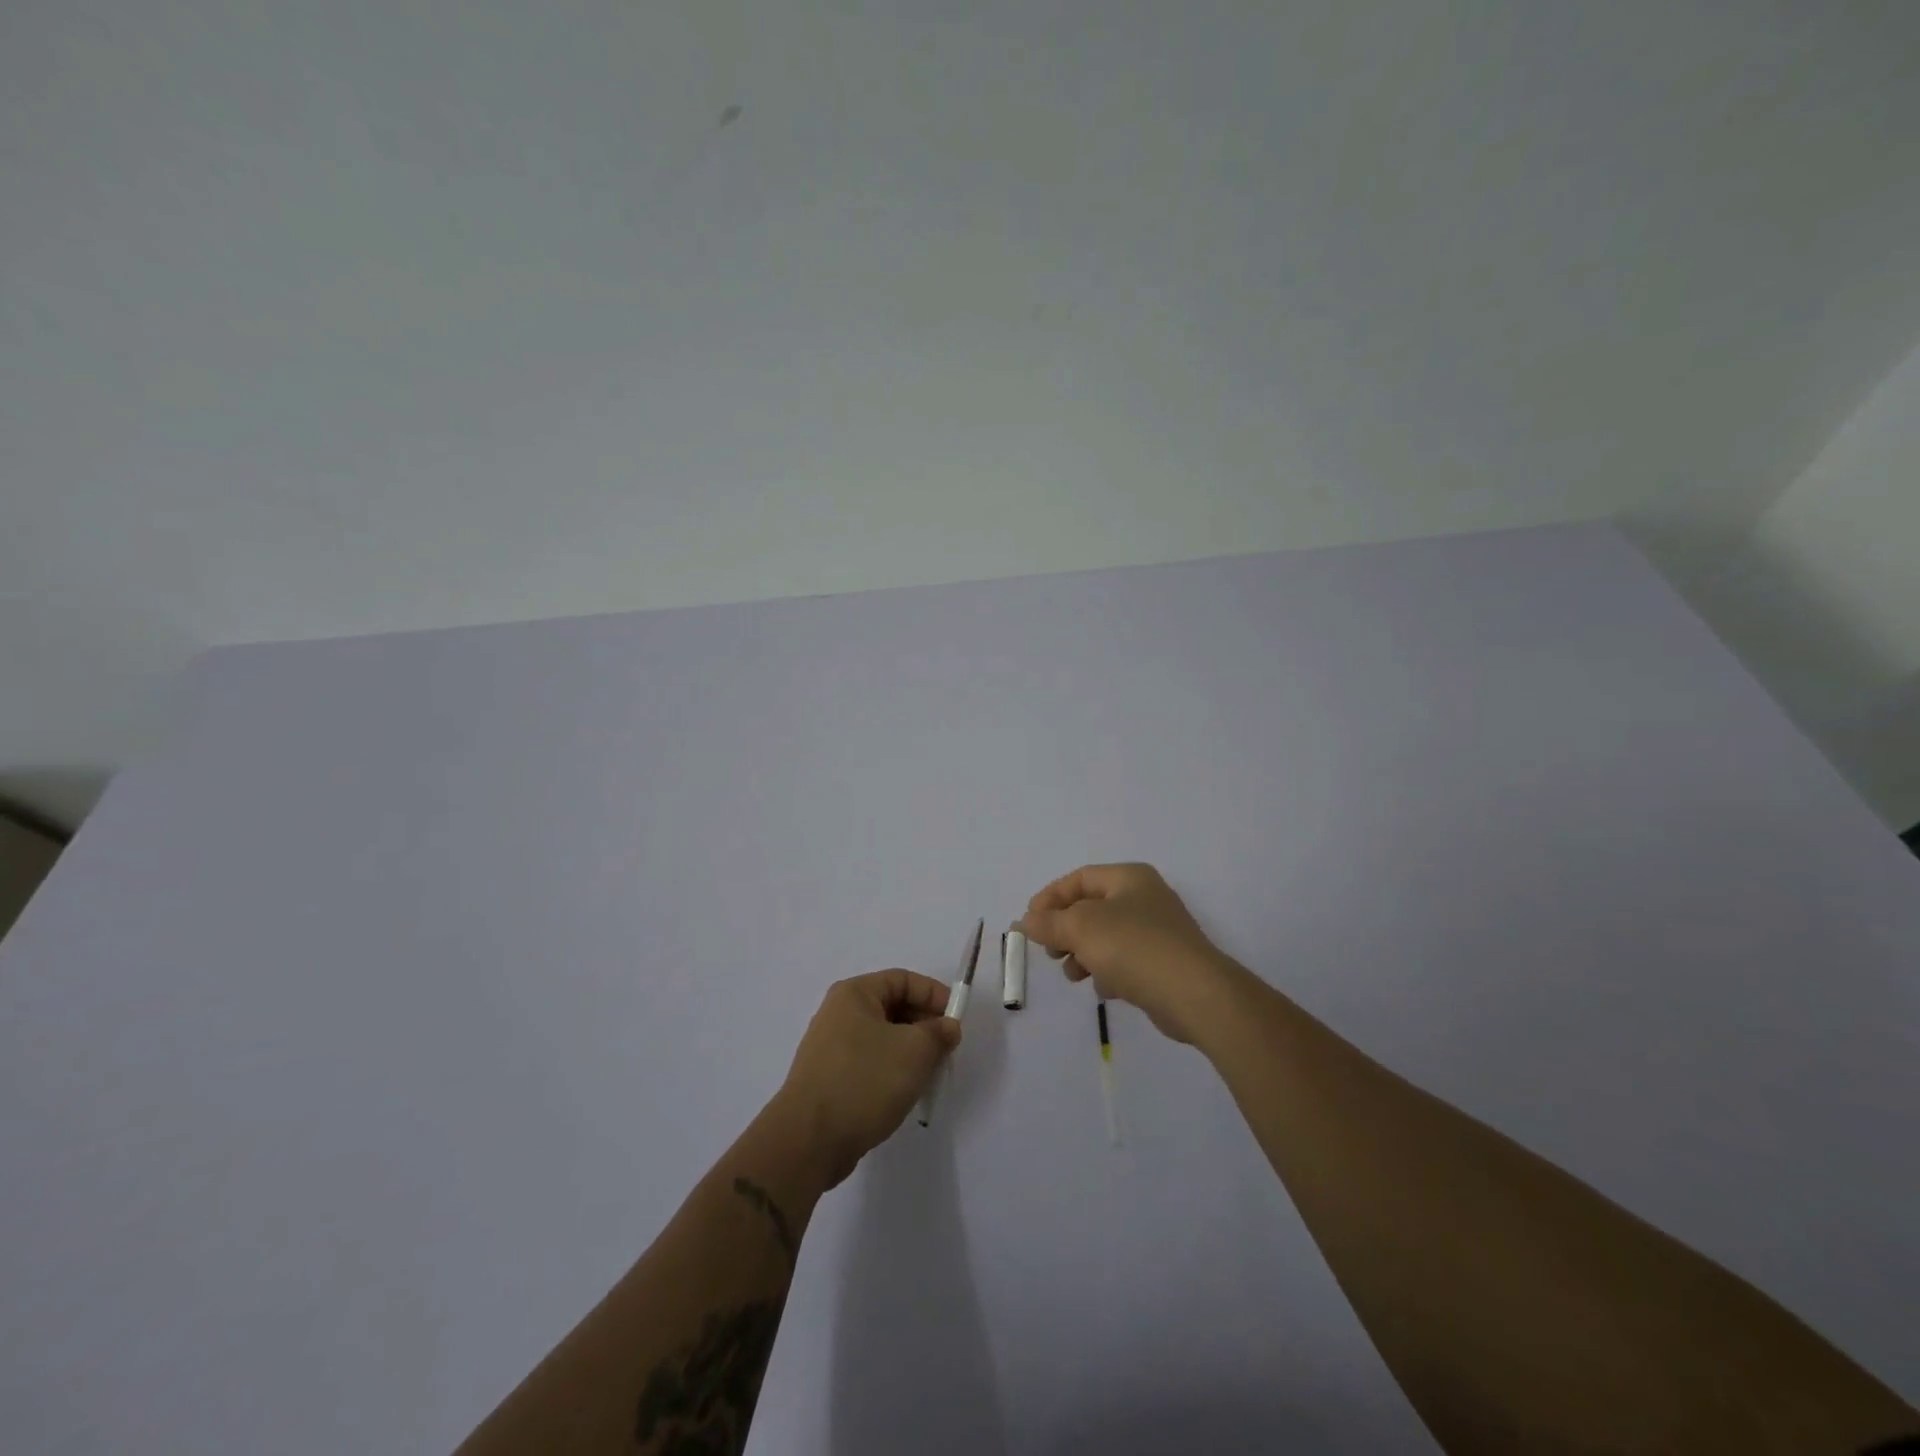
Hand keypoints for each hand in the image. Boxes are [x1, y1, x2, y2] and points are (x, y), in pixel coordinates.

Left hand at [773, 970, 961, 1188]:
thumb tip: (948, 1027)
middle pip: (892, 1007)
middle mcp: (838, 1013)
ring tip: (929, 1074)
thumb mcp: (914, 1051)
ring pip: (883, 1038)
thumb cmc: (864, 1081)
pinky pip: (870, 1062)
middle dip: (924, 1025)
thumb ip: (938, 1033)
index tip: (956, 1020)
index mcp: (854, 994)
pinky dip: (892, 1071)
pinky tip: (904, 1093)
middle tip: (946, 1050)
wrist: (809, 1140)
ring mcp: (831, 1047)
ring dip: (910, 1051)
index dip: (934, 995)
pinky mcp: (829, 1078)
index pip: (903, 980)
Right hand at [1021, 863, 1239, 1043]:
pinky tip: (1104, 989)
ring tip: (1074, 975)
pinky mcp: (1164, 963)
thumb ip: (1049, 922)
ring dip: (1083, 954)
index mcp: (1129, 877)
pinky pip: (1125, 961)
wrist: (1195, 994)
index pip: (1079, 878)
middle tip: (1051, 952)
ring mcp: (1158, 931)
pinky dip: (1108, 971)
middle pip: (1091, 908)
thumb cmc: (1134, 947)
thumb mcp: (1081, 928)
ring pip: (1106, 937)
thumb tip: (1025, 921)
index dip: (1050, 898)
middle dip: (1065, 930)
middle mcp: (1145, 897)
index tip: (1029, 923)